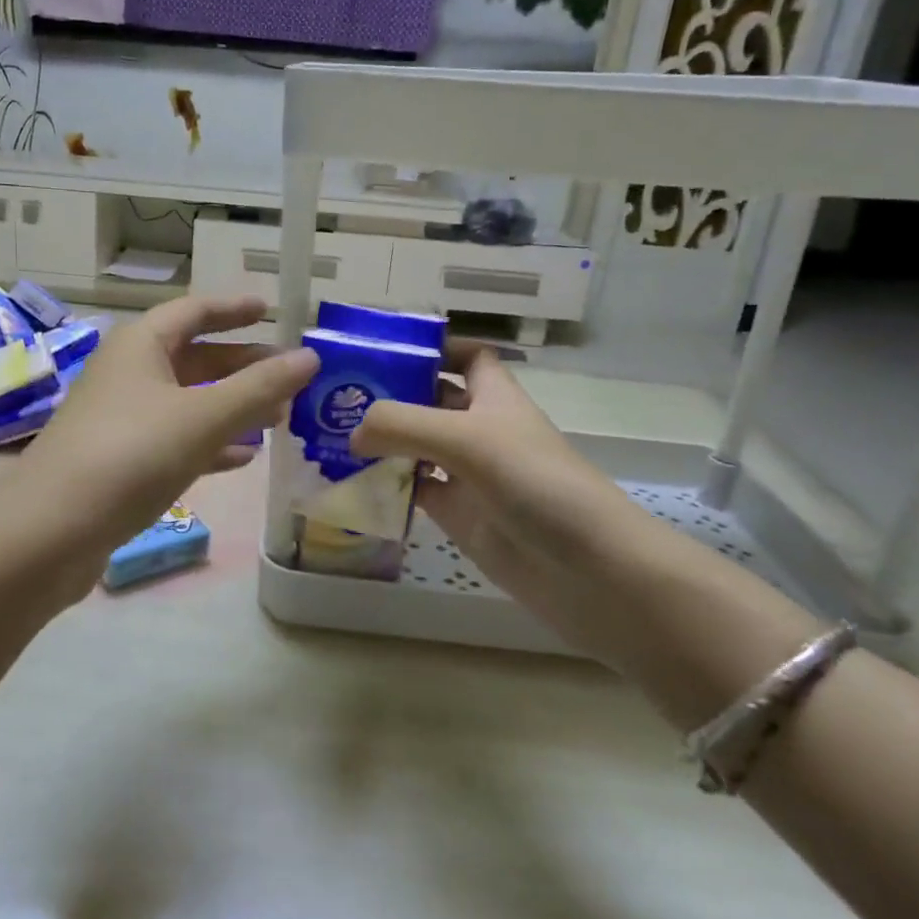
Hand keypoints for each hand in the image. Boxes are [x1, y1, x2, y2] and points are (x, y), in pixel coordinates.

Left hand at [17, 296, 318, 560]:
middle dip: (243, 366)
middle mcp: (129, 372)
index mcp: (141, 344)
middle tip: (290, 377)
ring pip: (188, 401)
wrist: (51, 531)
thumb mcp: (203, 417)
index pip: (195, 311)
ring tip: (279, 418)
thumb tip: (309, 357)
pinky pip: (176, 439)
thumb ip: (259, 388)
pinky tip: (242, 458)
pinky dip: (210, 443)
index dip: (234, 309)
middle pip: (195, 357)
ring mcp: (122, 418)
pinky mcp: (121, 460)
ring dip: (232, 407)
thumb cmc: (131, 455)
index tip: (272, 310)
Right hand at [349, 341, 662, 659]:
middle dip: (391, 394)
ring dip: (382, 441)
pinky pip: (415, 492)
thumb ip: (403, 425)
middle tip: (336, 395)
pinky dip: (387, 486)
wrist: (588, 570)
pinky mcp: (460, 516)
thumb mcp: (467, 438)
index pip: (466, 356)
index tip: (383, 350)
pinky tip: (352, 483)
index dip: (432, 347)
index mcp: (494, 397)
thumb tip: (352, 431)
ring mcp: (469, 475)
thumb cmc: (536, 483)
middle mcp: (480, 430)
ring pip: (417, 447)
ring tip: (330, 435)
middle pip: (431, 400)